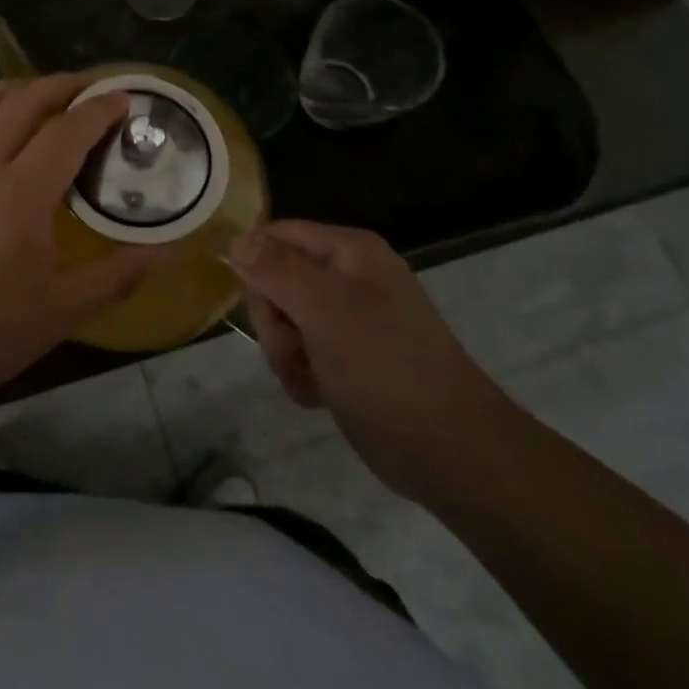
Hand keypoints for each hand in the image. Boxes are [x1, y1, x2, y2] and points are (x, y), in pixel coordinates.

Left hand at [0, 76, 170, 409]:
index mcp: (21, 192)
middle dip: (62, 84)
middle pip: (25, 99)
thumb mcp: (63, 311)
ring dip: (18, 88)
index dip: (100, 109)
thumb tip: (169, 250)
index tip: (124, 98)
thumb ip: (119, 275)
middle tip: (90, 89)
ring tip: (42, 96)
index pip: (69, 130)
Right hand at [230, 220, 513, 500]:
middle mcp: (347, 276)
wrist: (453, 454)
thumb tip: (235, 240)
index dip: (256, 266)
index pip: (276, 234)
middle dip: (274, 319)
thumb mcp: (327, 312)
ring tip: (309, 377)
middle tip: (294, 347)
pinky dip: (300, 373)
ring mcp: (348, 318)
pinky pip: (300, 351)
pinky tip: (317, 395)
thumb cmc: (388, 370)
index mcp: (348, 251)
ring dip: (284, 353)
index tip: (263, 307)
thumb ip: (277, 270)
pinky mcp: (346, 357)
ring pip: (282, 319)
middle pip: (274, 277)